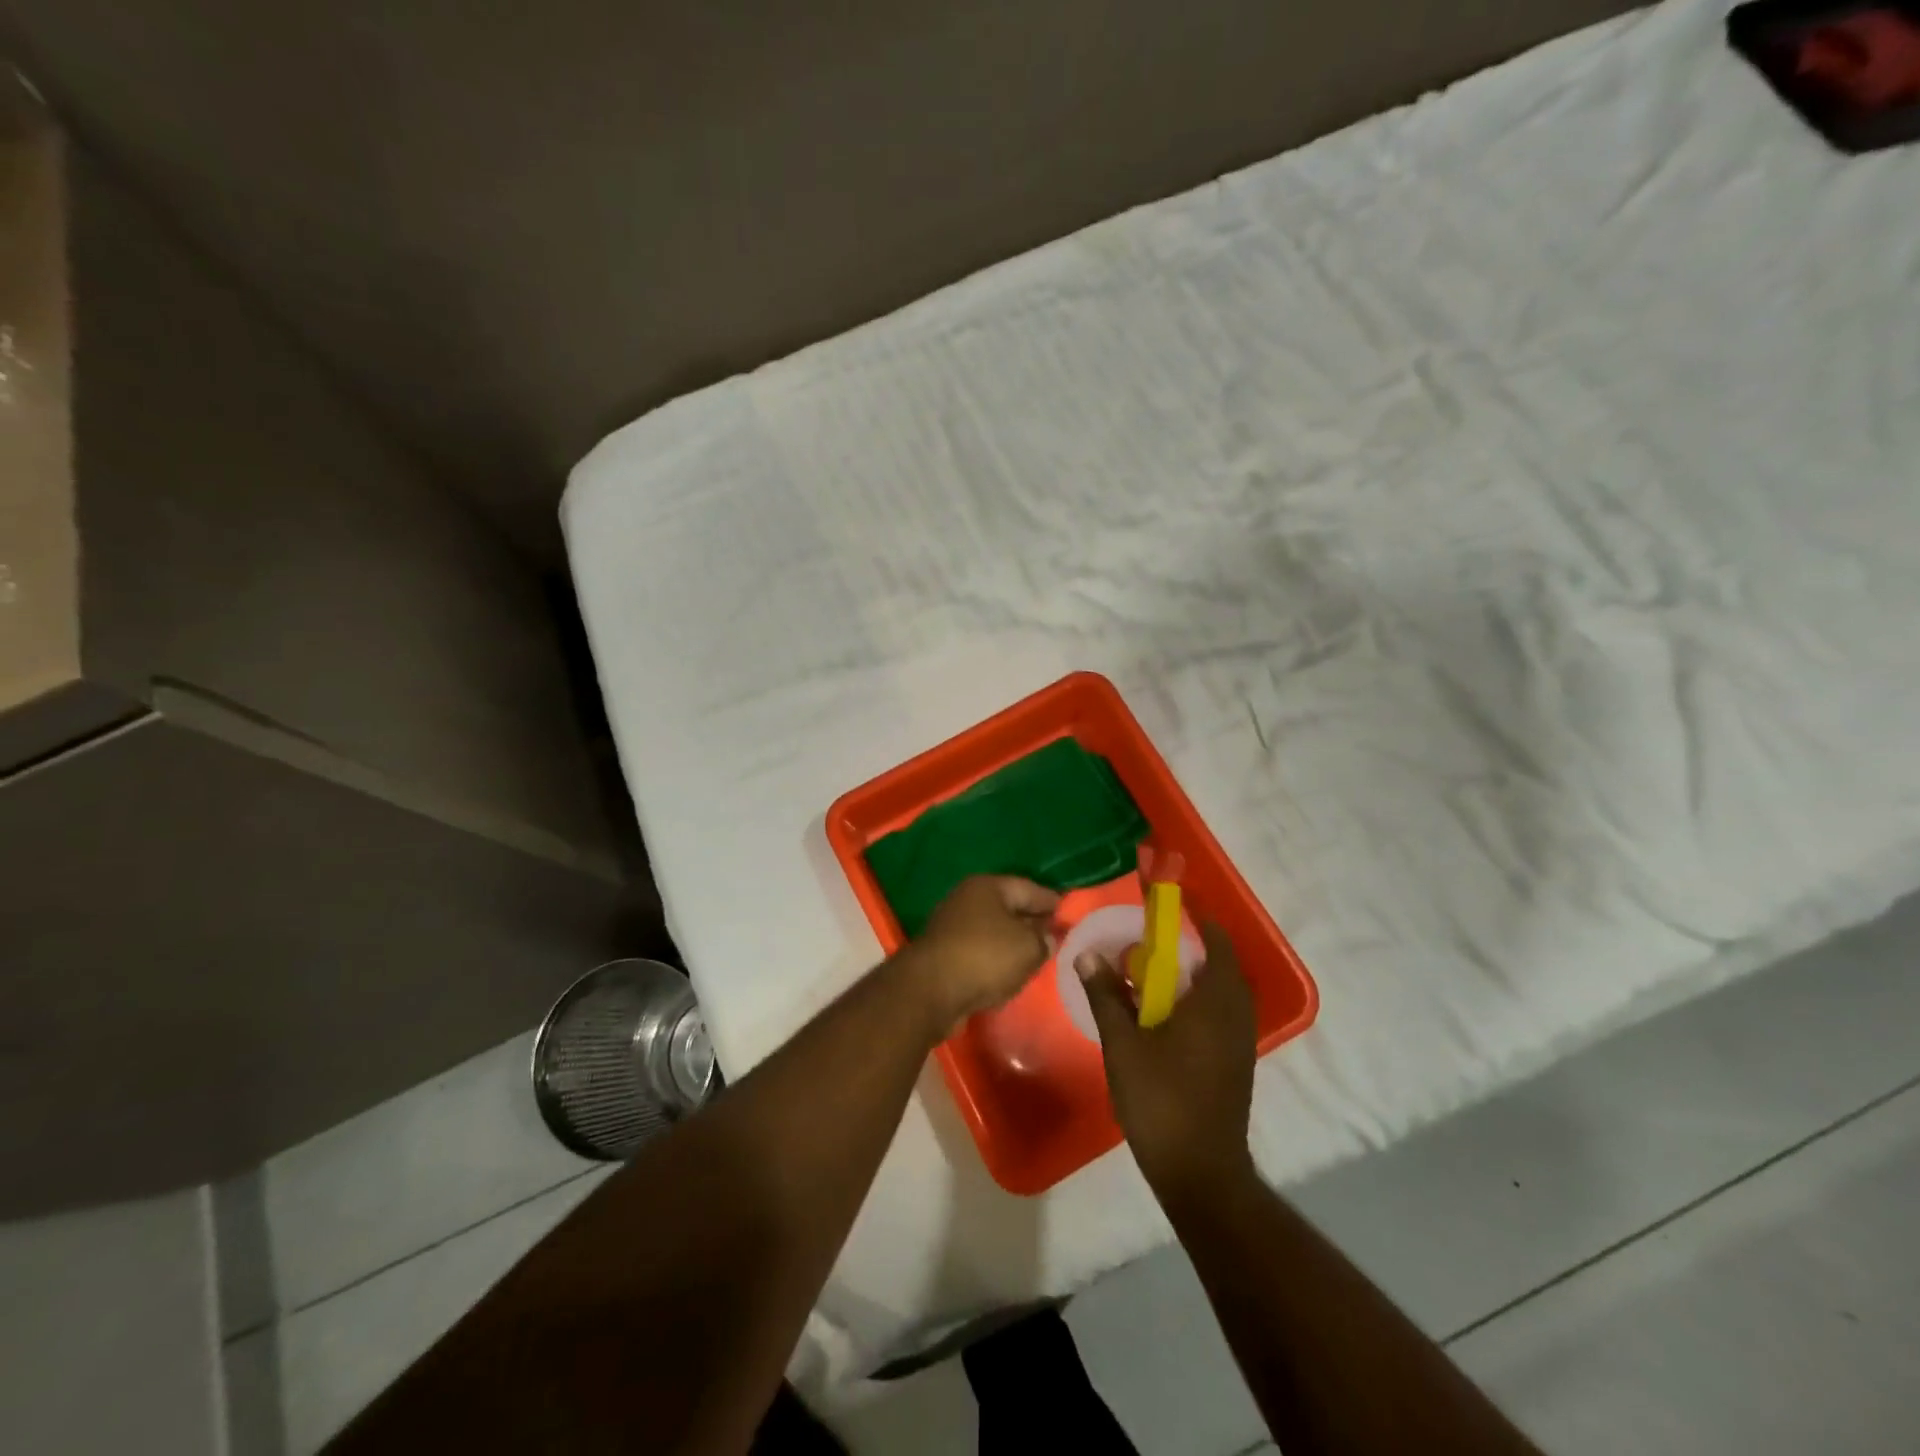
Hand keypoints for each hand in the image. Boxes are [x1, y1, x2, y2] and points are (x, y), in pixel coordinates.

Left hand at [908, 876, 1059, 1033]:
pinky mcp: (944, 953)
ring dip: (1013, 942)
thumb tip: (1048, 938)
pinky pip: (980, 951)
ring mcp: (952, 926)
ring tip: (1037, 955)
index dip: (1052, 901)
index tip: (1070, 912)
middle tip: (1057, 934)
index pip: (1029, 888)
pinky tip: (1010, 972)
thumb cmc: (985, 957)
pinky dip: (996, 959)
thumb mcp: (1028, 947)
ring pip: (994, 930)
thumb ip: (1044, 940)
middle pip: (1009, 908)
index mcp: (988, 886)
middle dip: (1032, 921)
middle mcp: (967, 899)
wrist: (931, 990)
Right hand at [1077, 922, 1256, 1200]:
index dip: (1196, 919)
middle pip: (1220, 965)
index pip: (1216, 942)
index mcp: (1214, 1002)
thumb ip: (1106, 995)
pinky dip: (1198, 1002)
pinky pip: (1220, 1015)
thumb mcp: (1123, 1044)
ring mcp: (1239, 1042)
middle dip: (1190, 949)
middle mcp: (1235, 1015)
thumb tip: (1088, 954)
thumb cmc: (1161, 1100)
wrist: (1200, 1172)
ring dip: (1194, 977)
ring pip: (1221, 993)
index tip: (1168, 907)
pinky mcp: (1235, 1063)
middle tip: (1151, 944)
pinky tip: (1165, 1017)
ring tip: (1154, 977)